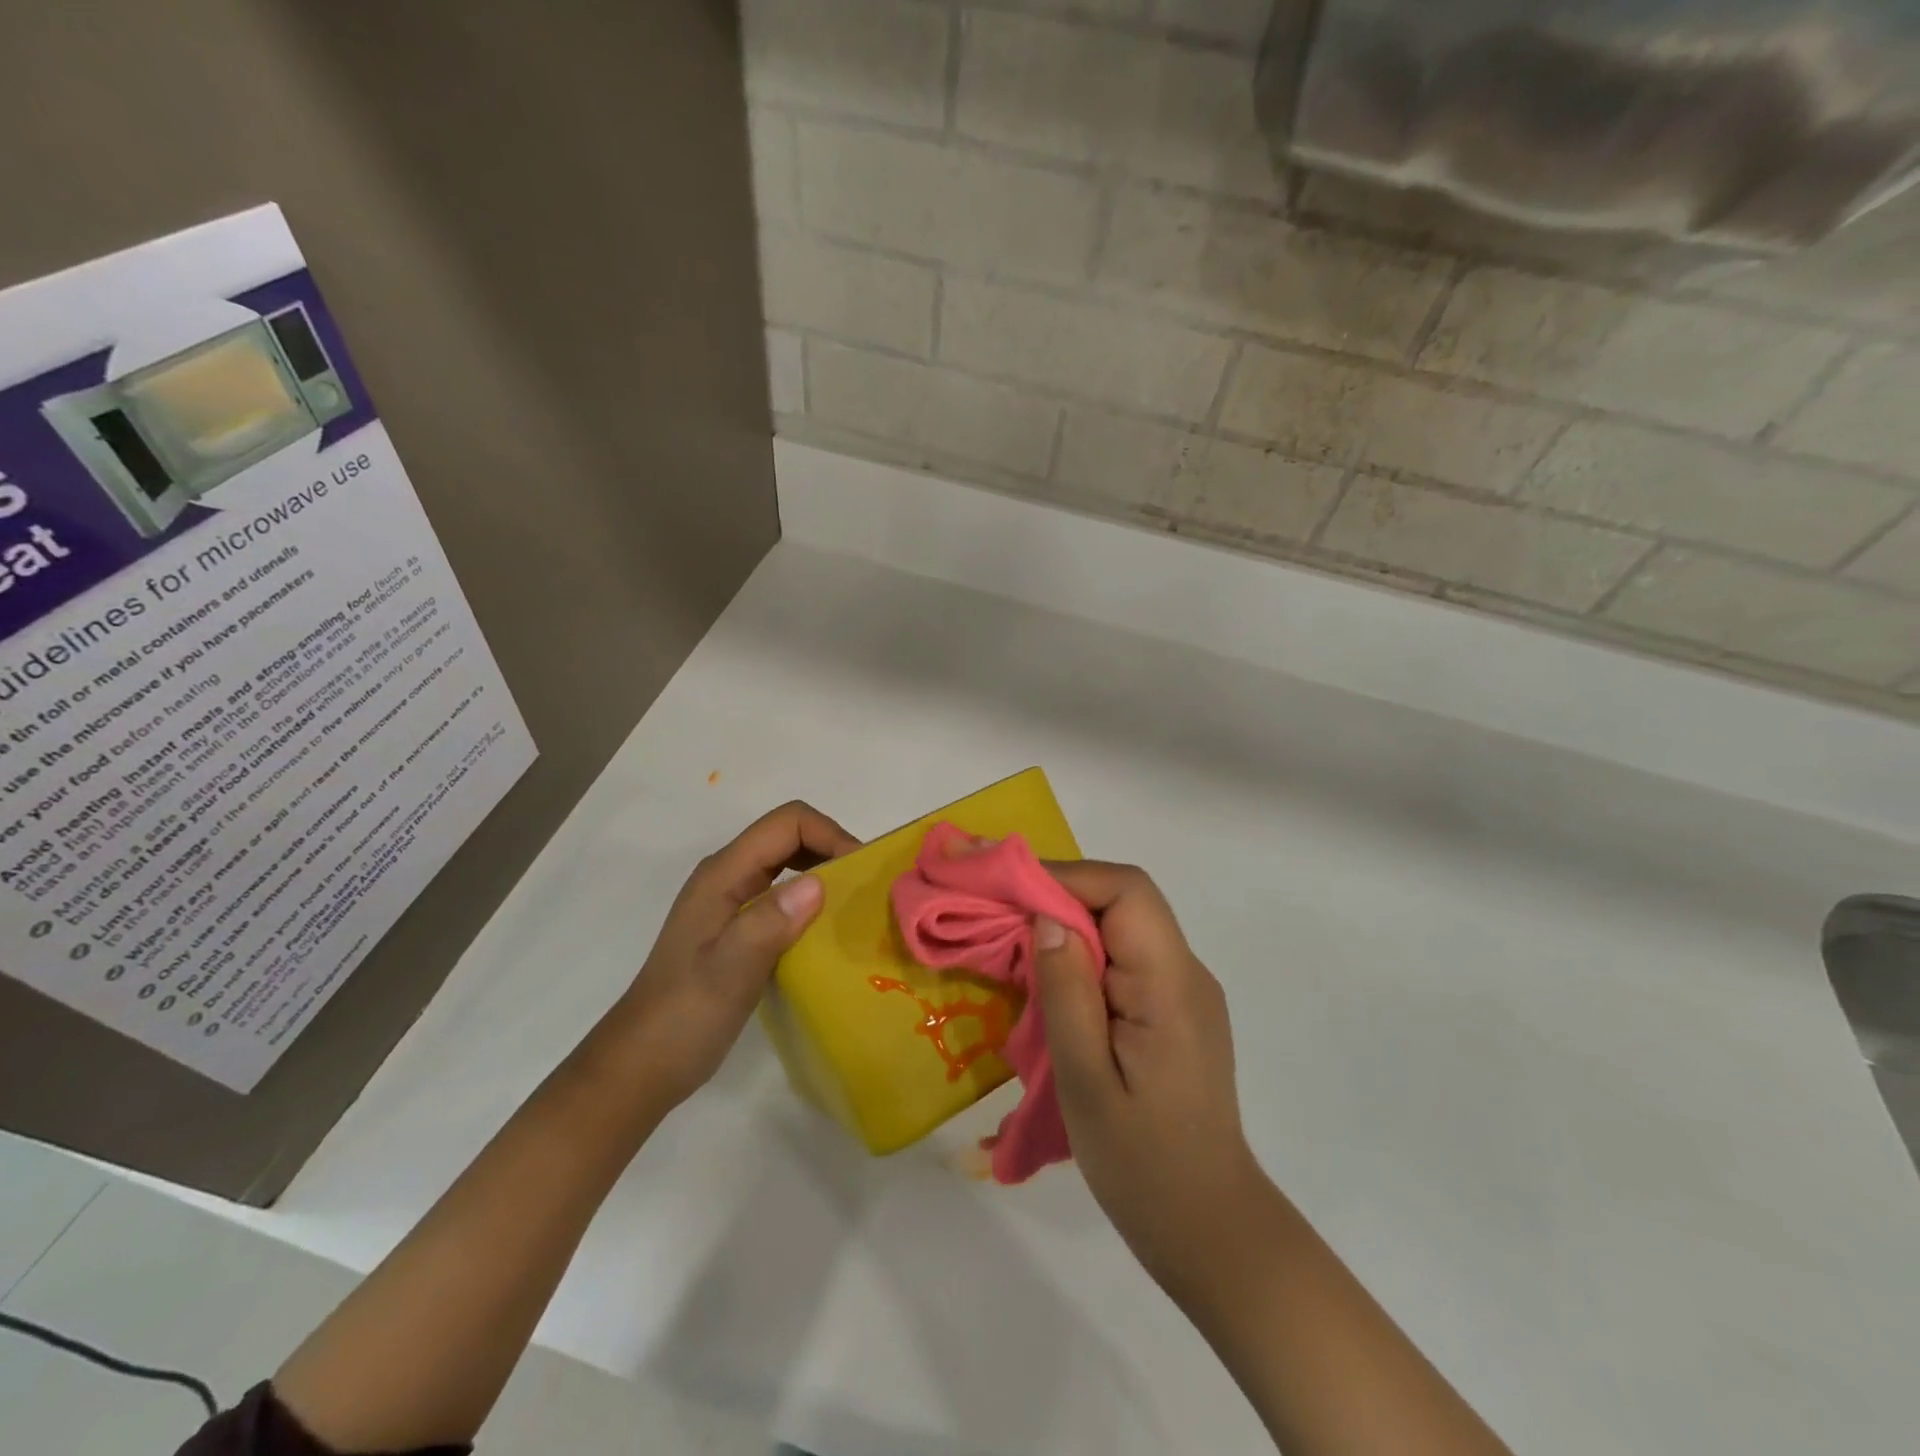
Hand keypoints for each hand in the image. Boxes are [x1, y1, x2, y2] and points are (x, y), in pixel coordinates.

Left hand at [611, 801, 858, 1108]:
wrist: (642, 1065)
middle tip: (866, 889)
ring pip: (787, 864)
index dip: (830, 835)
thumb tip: (818, 884)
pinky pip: (782, 894)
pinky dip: (811, 900)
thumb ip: (768, 924)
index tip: (860, 873)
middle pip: (789, 836)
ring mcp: (730, 901)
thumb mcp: (728, 972)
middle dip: (832, 849)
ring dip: (824, 873)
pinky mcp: (737, 926)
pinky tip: (827, 932)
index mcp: (723, 875)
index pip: (787, 824)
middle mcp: (727, 876)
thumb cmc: (684, 1017)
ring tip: (854, 907)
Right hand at [1034, 861, 1266, 1300]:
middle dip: (1060, 895)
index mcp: (1171, 983)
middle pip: (1125, 901)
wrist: (1209, 1227)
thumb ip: (1067, 992)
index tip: (1009, 892)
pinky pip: (1127, 959)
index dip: (1067, 877)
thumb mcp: (1086, 1081)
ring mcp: (1185, 991)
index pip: (1128, 891)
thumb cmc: (1142, 1162)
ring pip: (1124, 926)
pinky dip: (1085, 954)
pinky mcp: (1174, 1011)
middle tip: (1000, 915)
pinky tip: (1053, 983)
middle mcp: (1187, 972)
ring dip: (1070, 924)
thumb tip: (1046, 916)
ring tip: (1016, 945)